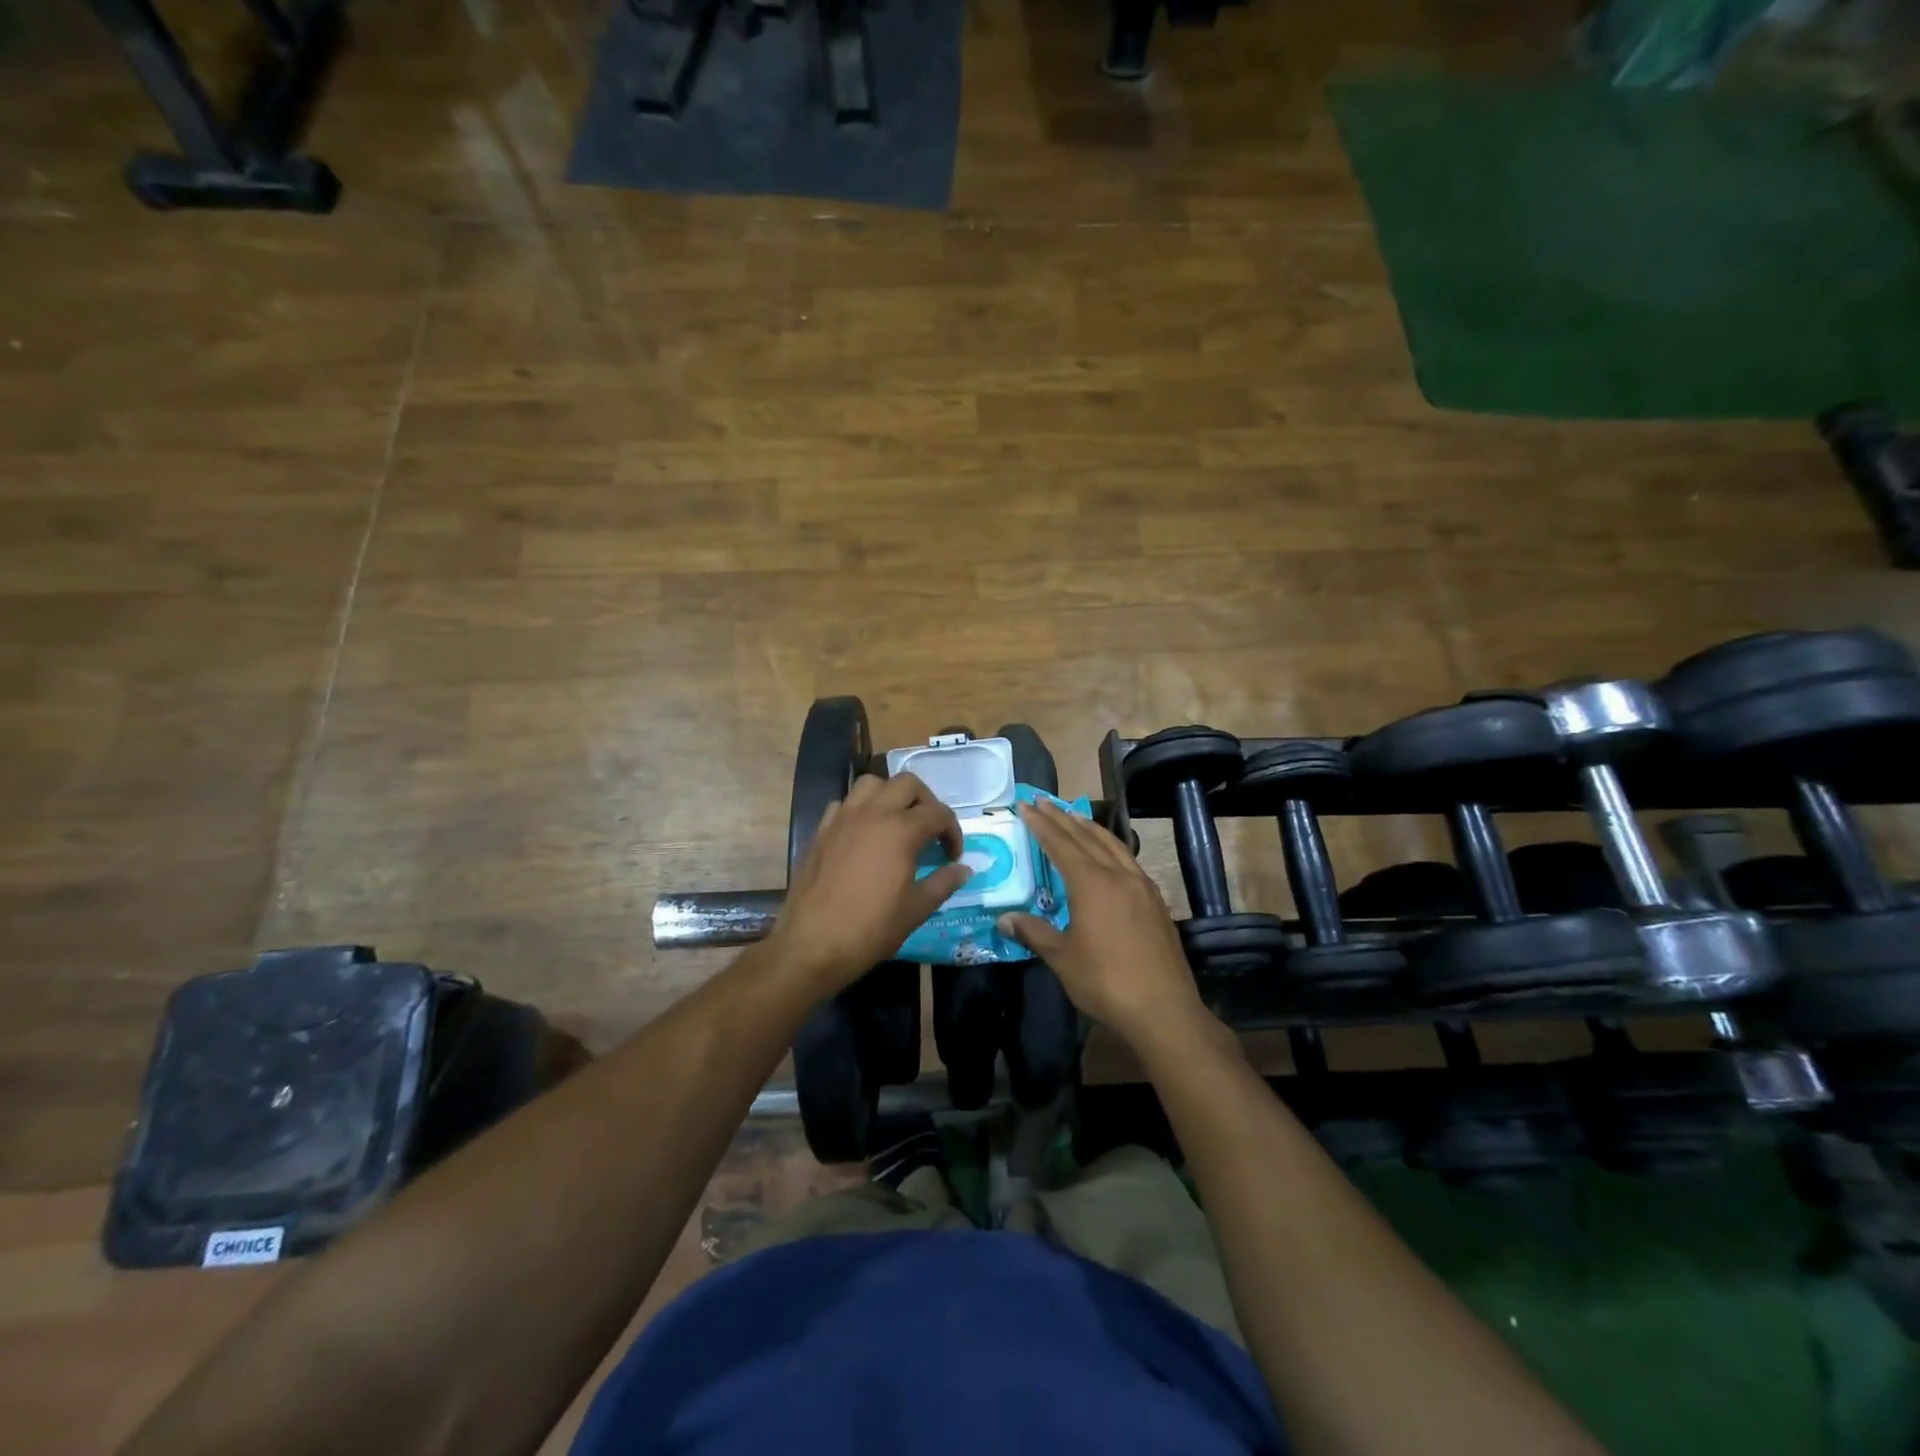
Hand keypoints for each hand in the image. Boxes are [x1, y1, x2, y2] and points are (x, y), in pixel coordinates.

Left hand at [770, 772, 970, 995]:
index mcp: (901, 830)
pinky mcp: (821, 830)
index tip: (952, 856)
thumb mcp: (916, 909)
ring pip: (872, 784)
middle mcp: (872, 813)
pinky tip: (863, 834)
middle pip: (907, 784)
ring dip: (890, 795)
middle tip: (929, 830)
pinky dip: (859, 809)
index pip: (938, 813)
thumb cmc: (871, 928)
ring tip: (897, 822)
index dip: (953, 831)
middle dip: (925, 801)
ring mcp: (843, 818)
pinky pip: (844, 804)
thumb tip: (963, 870)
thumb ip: (943, 883)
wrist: (812, 944)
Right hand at [998, 798, 1207, 1047]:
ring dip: (1090, 828)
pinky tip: (1110, 854)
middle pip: (1086, 837)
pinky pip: (1129, 861)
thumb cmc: (1105, 982)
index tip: (1025, 806)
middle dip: (1062, 818)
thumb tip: (1004, 919)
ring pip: (1113, 845)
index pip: (1060, 844)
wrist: (1164, 1010)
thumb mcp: (1061, 958)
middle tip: (1043, 802)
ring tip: (1075, 816)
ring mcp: (1142, 886)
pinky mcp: (1156, 902)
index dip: (1041, 824)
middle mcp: (1118, 875)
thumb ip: (1034, 932)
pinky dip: (1112, 847)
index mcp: (1091, 883)